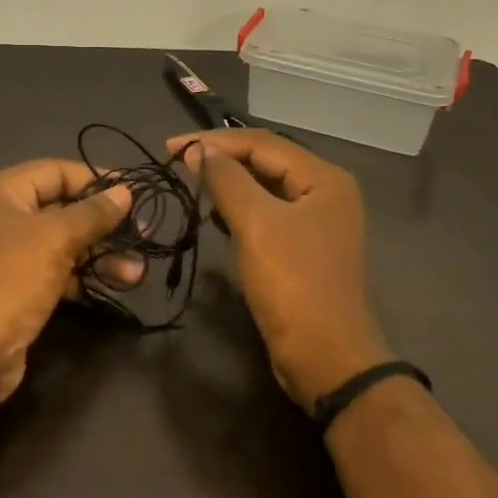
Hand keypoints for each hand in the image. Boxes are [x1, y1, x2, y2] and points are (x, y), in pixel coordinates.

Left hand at [0, 159, 134, 410]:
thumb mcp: (54, 239)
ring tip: (138, 269)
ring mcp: (8, 254)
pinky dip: (86, 275)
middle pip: (61, 207)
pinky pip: (58, 270)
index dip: (95, 179)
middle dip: (103, 222)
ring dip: (101, 253)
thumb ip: (92, 213)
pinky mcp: (18, 287)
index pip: (55, 171)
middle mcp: (0, 217)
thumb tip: (125, 191)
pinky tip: (118, 284)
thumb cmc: (8, 279)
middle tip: (144, 232)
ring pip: (63, 243)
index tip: (133, 191)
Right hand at [170, 129, 391, 410]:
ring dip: (229, 182)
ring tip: (193, 183)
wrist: (326, 357)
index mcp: (324, 177)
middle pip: (266, 160)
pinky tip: (217, 216)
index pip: (262, 143)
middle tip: (177, 160)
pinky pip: (269, 213)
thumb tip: (199, 150)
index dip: (214, 141)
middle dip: (221, 158)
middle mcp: (326, 191)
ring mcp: (319, 221)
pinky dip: (241, 208)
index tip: (170, 146)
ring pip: (266, 187)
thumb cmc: (292, 283)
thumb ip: (226, 179)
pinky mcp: (306, 247)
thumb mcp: (255, 224)